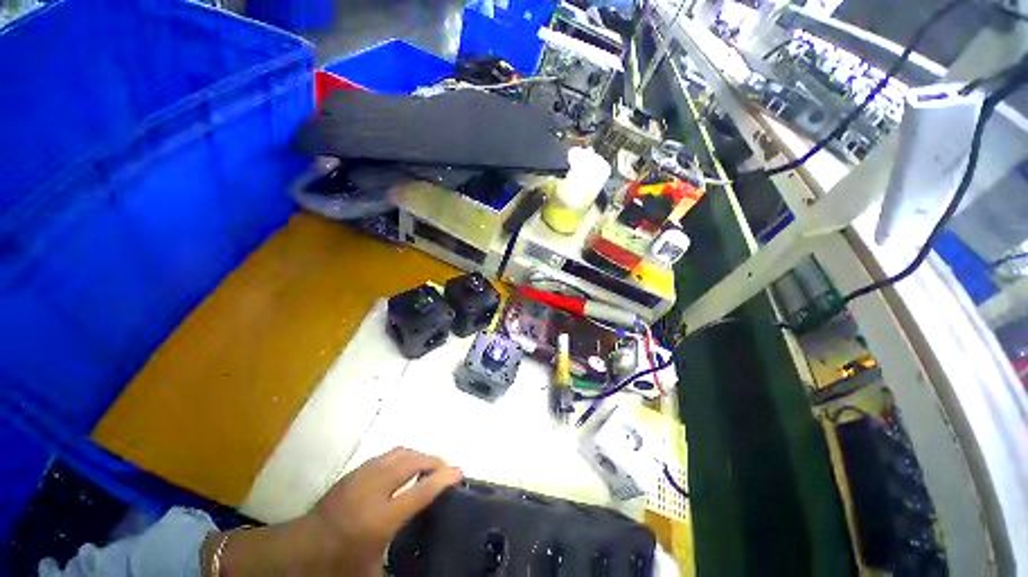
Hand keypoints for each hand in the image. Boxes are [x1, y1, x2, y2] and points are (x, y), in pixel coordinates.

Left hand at [206, 448, 460, 575]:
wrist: (298, 549)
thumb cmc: (337, 565)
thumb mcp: (371, 572)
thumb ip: (399, 561)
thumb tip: (422, 562)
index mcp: (381, 518)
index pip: (421, 491)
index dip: (443, 478)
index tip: (459, 471)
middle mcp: (374, 490)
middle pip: (412, 461)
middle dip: (433, 460)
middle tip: (445, 468)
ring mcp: (363, 475)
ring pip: (400, 452)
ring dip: (419, 455)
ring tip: (428, 465)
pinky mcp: (355, 471)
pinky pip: (387, 454)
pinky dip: (403, 455)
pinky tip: (405, 467)